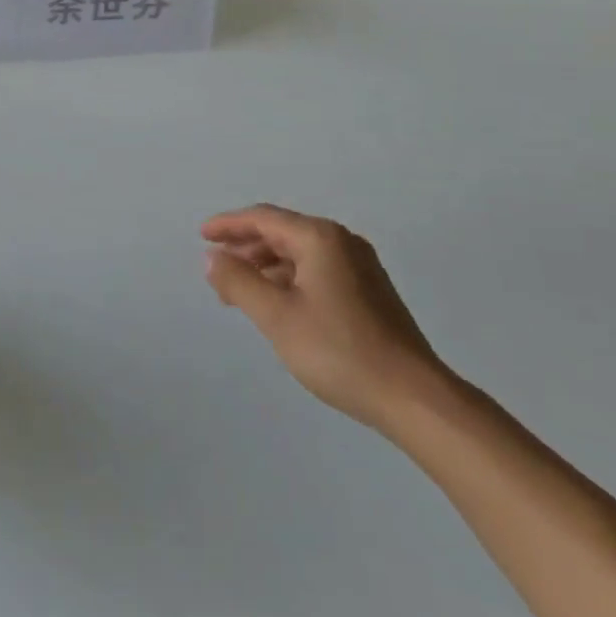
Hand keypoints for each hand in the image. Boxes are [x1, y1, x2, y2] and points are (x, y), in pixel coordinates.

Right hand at [202, 205, 450, 432]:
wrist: (414, 398)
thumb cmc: (339, 351)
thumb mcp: (276, 316)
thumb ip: (238, 282)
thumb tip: (213, 258)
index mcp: (319, 238)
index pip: (263, 218)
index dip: (228, 225)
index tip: (201, 236)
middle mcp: (342, 242)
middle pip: (282, 232)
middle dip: (245, 248)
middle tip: (217, 271)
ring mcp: (360, 267)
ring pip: (299, 254)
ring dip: (265, 267)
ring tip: (240, 292)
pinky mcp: (370, 292)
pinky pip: (317, 270)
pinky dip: (289, 279)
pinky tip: (278, 304)